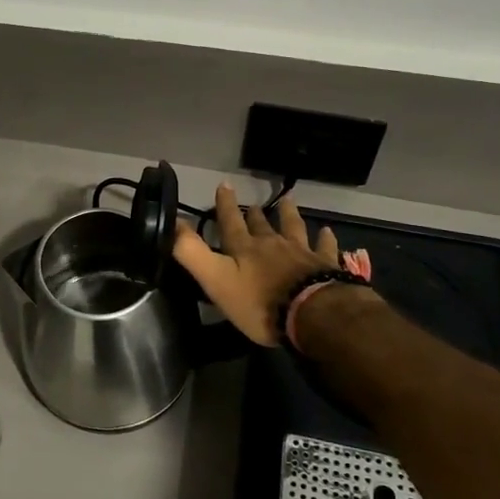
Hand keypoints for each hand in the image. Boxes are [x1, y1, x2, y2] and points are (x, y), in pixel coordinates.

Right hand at [173, 183, 342, 346]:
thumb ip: (192, 253)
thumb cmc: (259, 302)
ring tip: (288, 200)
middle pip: (261, 225)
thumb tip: (172, 223)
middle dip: (254, 214)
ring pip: (293, 228)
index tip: (223, 185)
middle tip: (252, 204)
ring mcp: (301, 253)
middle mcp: (272, 244)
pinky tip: (327, 231)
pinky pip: (325, 247)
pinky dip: (325, 238)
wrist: (311, 313)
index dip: (225, 205)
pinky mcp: (325, 265)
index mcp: (244, 249)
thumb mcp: (216, 279)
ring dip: (288, 214)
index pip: (230, 222)